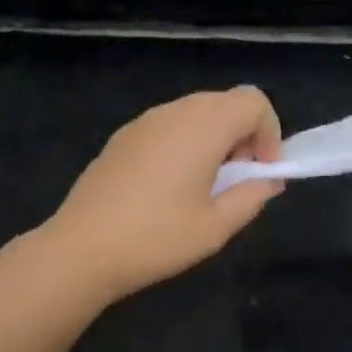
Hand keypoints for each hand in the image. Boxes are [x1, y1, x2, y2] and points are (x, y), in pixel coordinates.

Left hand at [48, 87, 284, 303]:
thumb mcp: (216, 227)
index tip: (263, 172)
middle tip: (239, 180)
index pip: (253, 102)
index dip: (270, 133)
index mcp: (203, 127)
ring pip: (196, 113)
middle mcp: (174, 112)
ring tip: (206, 186)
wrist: (80, 249)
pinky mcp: (123, 138)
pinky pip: (169, 126)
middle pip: (225, 103)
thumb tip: (268, 181)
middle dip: (245, 135)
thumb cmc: (156, 238)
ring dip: (215, 140)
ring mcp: (144, 122)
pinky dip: (186, 144)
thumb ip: (251, 197)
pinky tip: (171, 187)